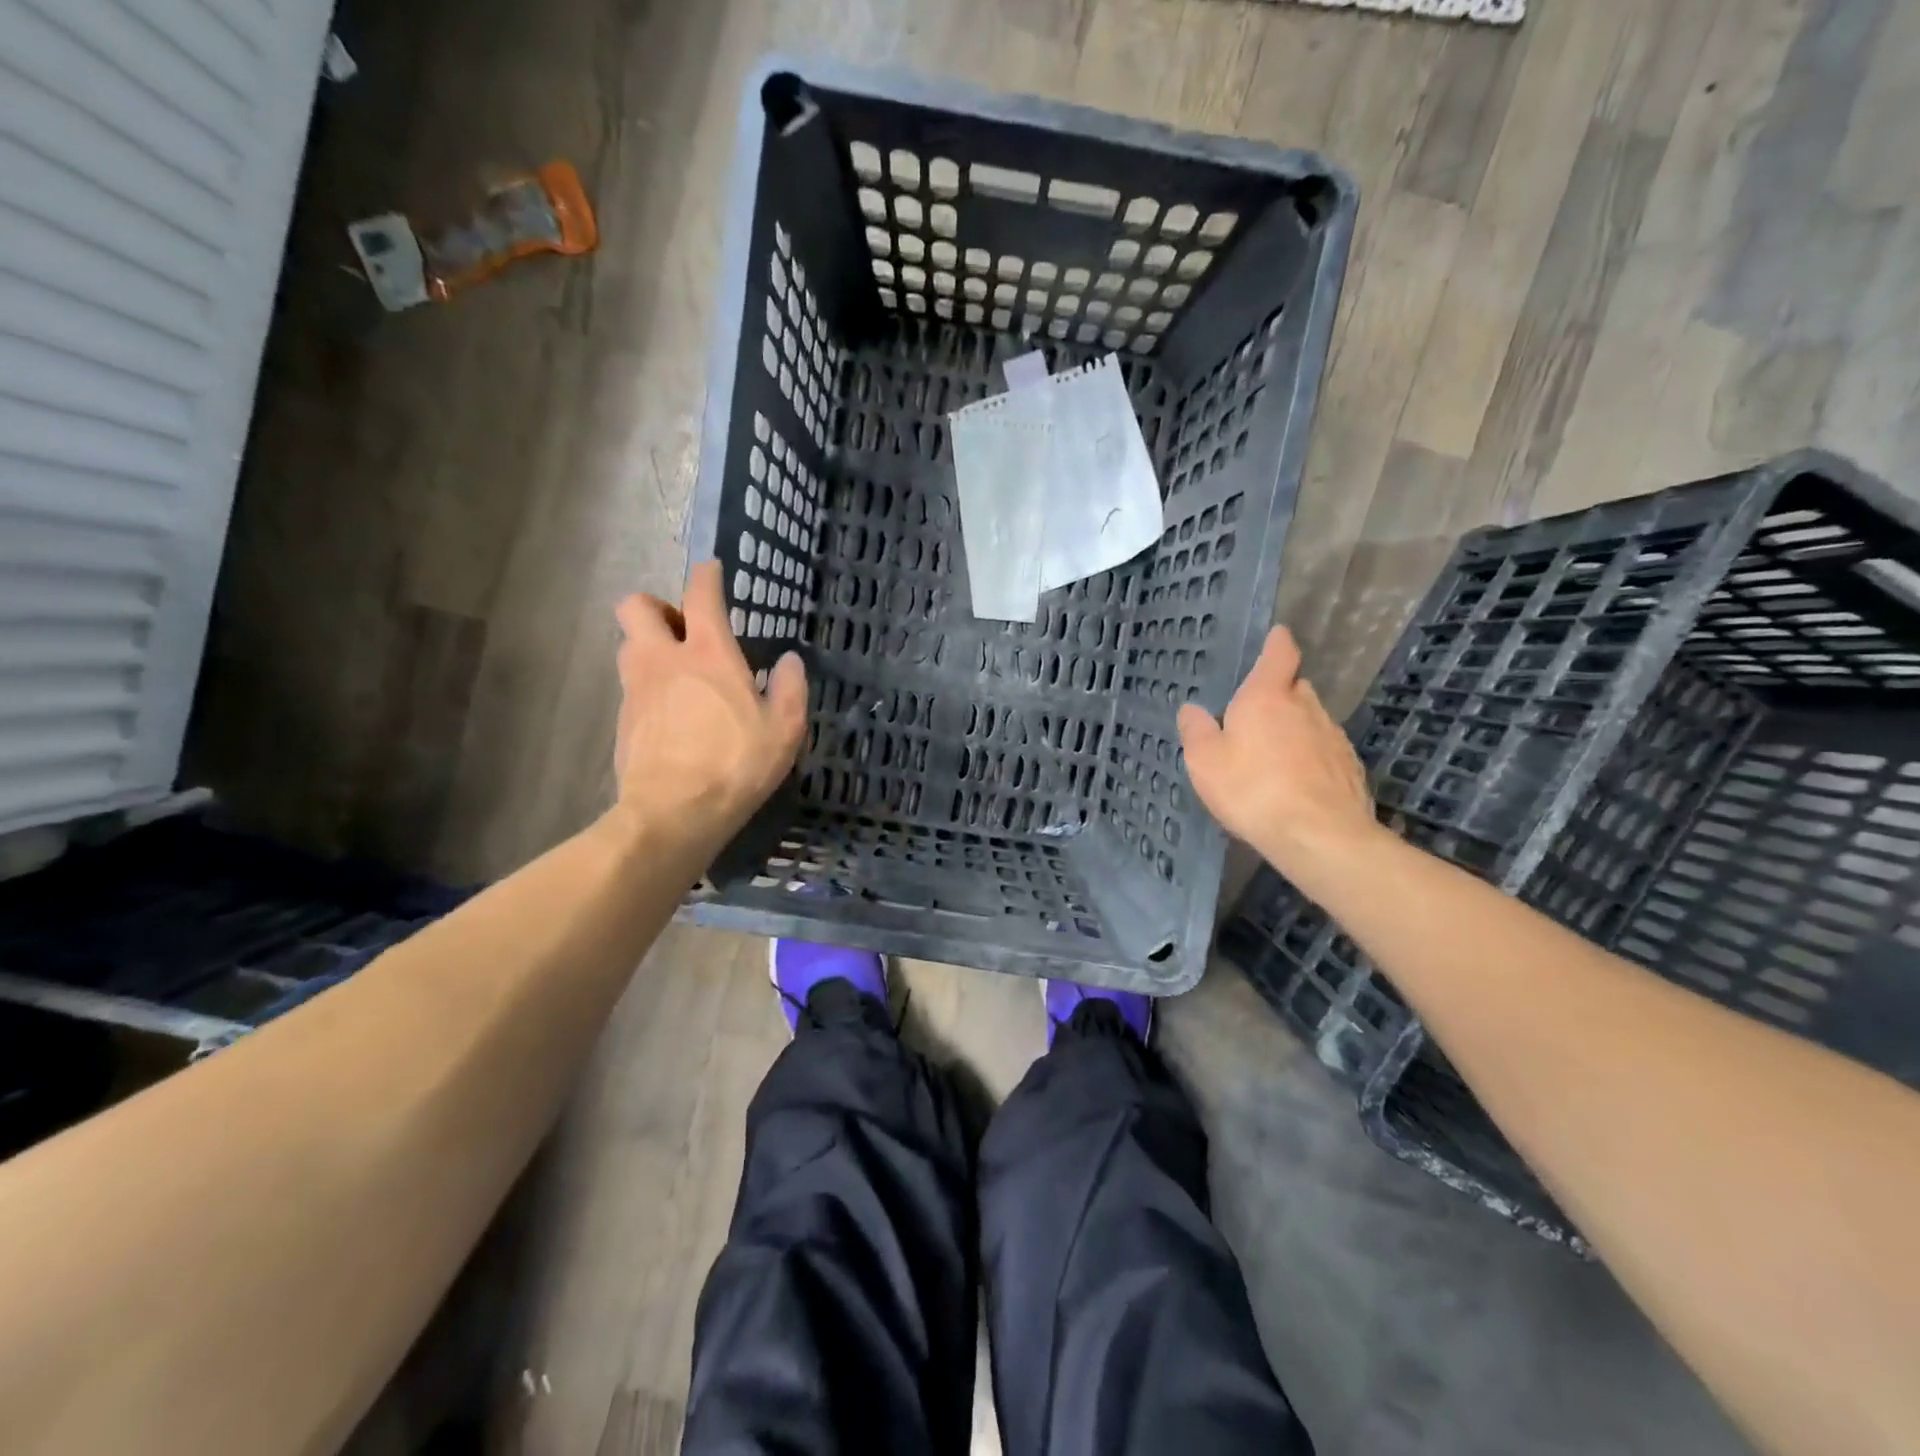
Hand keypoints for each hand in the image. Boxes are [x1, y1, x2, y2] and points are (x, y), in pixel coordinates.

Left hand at [612, 560, 806, 856]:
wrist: (672, 813)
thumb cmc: (736, 765)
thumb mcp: (785, 730)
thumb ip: (791, 688)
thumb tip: (790, 661)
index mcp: (708, 654)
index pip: (701, 594)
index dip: (707, 575)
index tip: (713, 571)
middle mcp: (663, 660)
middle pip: (637, 606)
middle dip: (657, 606)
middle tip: (684, 630)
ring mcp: (637, 689)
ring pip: (628, 644)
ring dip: (648, 645)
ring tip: (678, 672)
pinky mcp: (623, 720)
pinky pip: (631, 686)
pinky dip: (648, 686)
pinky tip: (671, 713)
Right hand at [1177, 626, 1377, 875]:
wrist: (1318, 835)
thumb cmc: (1252, 790)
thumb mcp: (1205, 762)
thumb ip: (1196, 731)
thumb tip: (1191, 709)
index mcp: (1267, 697)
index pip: (1279, 654)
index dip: (1277, 643)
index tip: (1277, 635)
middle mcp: (1306, 707)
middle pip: (1296, 688)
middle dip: (1280, 694)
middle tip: (1257, 714)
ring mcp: (1333, 737)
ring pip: (1312, 720)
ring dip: (1295, 728)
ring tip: (1274, 756)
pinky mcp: (1350, 768)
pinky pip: (1324, 752)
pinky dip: (1311, 758)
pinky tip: (1297, 783)